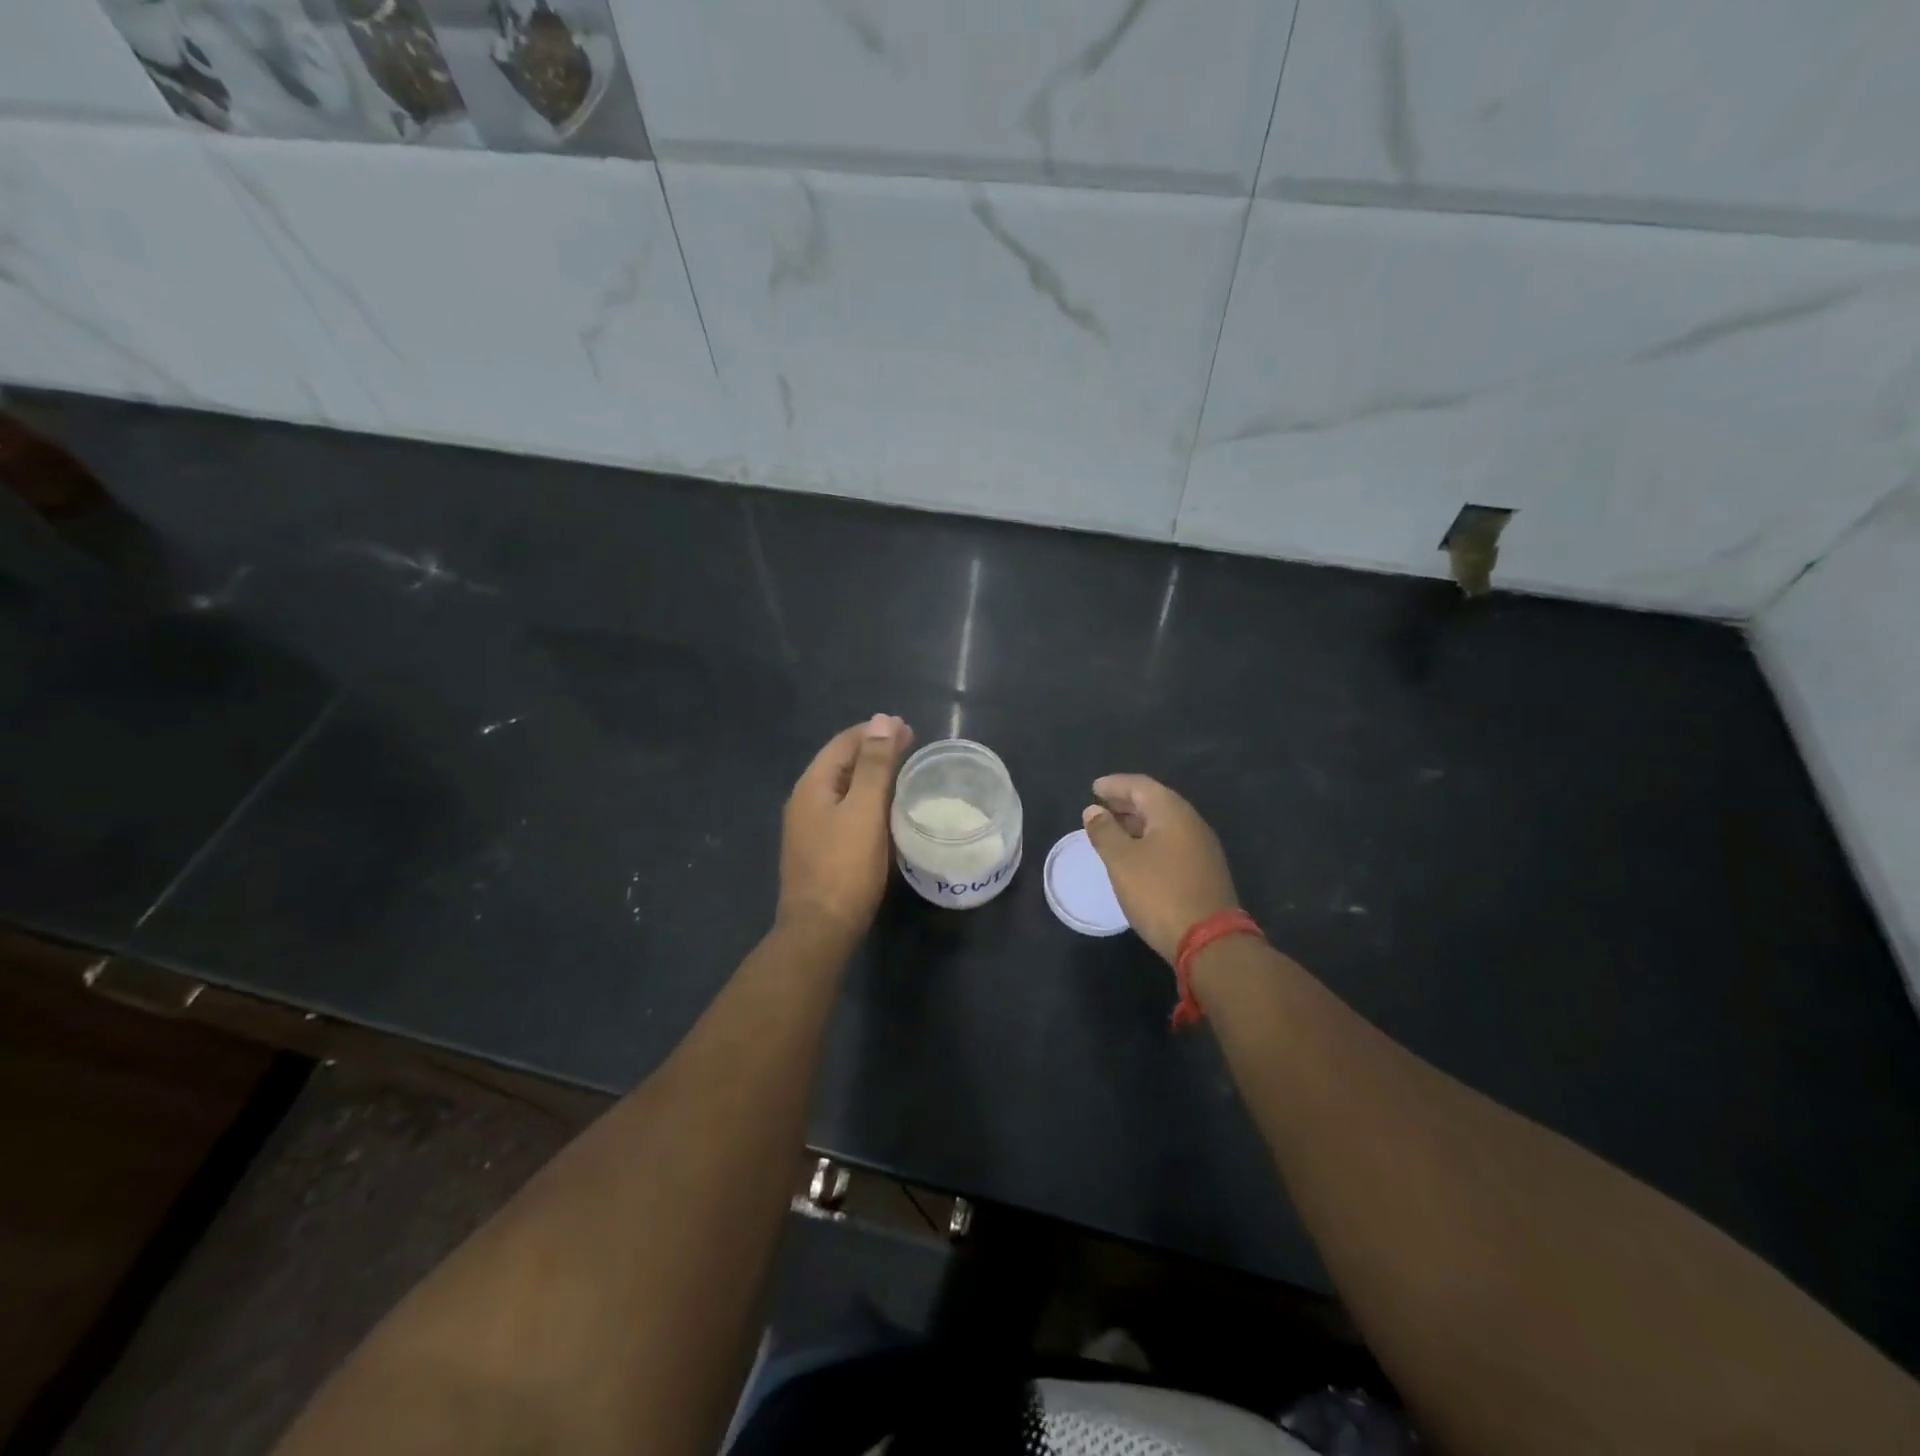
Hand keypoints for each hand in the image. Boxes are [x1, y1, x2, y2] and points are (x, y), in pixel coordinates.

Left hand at [778, 715, 912, 943]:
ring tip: (903, 772)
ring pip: (843, 789)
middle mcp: (805, 801)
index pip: (843, 743)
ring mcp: (809, 828)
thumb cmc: (845, 867)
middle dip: (874, 751)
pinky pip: (844, 811)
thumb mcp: (864, 811)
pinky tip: (885, 809)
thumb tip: (883, 720)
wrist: (820, 930)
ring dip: (871, 776)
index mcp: (812, 786)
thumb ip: (874, 765)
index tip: (908, 728)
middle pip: (841, 763)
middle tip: (910, 745)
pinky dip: (866, 800)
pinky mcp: (819, 850)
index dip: (874, 732)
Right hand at [1082, 774, 1238, 964]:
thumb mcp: (1121, 861)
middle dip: (1126, 802)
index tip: (1093, 789)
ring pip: (1164, 824)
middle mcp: (1191, 823)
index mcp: (1172, 812)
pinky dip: (1150, 840)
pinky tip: (1136, 855)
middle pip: (1155, 802)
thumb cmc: (1159, 893)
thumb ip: (1104, 832)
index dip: (1115, 785)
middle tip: (1100, 807)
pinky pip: (1172, 842)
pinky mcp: (1204, 870)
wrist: (1209, 941)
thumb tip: (1093, 810)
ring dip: (1137, 822)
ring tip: (1112, 830)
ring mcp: (1202, 847)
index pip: (1140, 785)